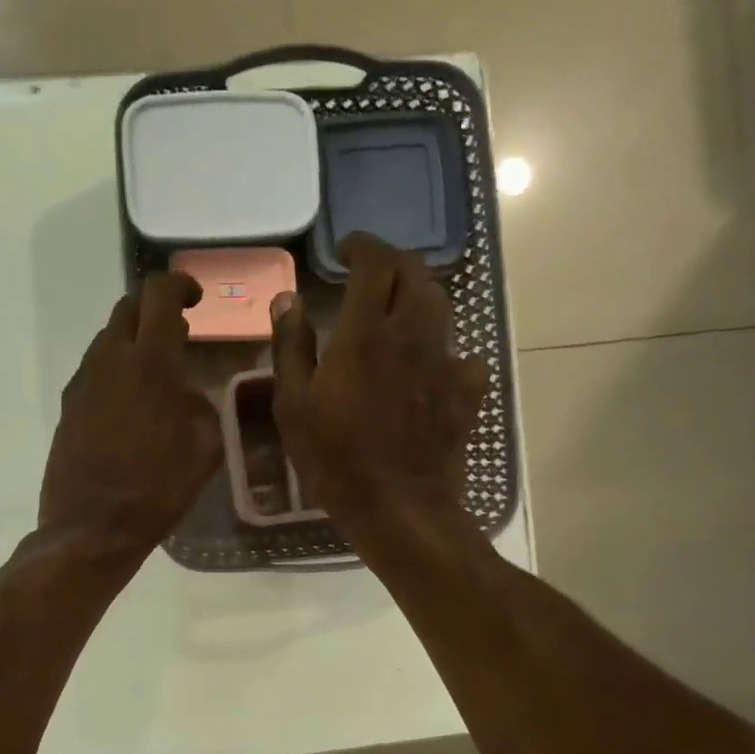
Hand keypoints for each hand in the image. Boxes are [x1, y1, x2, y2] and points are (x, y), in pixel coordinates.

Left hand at [40, 273, 222, 558]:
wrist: (93, 528)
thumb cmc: (159, 489)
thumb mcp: (206, 446)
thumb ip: (201, 402)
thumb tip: (186, 389)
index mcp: (150, 361)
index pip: (159, 294)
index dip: (180, 284)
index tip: (196, 298)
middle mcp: (110, 360)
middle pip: (127, 308)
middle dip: (154, 308)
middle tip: (178, 330)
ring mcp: (82, 382)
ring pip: (108, 339)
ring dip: (133, 341)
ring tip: (156, 371)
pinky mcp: (67, 407)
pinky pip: (95, 371)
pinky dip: (116, 370)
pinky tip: (131, 403)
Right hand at [270, 233, 488, 532]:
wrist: (399, 506)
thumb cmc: (335, 458)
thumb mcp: (294, 405)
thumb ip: (291, 346)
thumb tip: (288, 299)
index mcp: (366, 333)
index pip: (375, 263)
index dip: (362, 246)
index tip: (346, 249)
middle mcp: (412, 334)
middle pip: (415, 274)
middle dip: (393, 263)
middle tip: (370, 274)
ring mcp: (445, 362)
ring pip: (440, 307)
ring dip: (417, 297)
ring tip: (396, 311)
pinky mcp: (466, 392)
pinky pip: (460, 354)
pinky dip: (442, 349)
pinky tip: (428, 366)